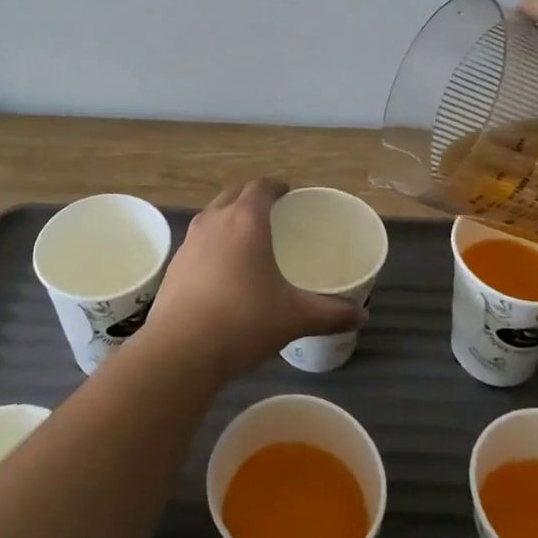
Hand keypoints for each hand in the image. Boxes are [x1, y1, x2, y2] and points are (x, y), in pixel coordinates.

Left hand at [142, 178, 363, 381]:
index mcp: (245, 220)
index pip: (261, 186)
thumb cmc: (243, 322)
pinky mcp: (174, 265)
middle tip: (272, 213)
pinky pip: (198, 241)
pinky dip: (213, 243)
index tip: (288, 193)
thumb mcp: (294, 318)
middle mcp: (214, 221)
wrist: (180, 350)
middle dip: (252, 196)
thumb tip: (363, 315)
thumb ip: (330, 314)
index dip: (276, 186)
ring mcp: (190, 241)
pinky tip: (222, 270)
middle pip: (234, 194)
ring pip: (212, 215)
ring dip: (229, 217)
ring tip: (247, 238)